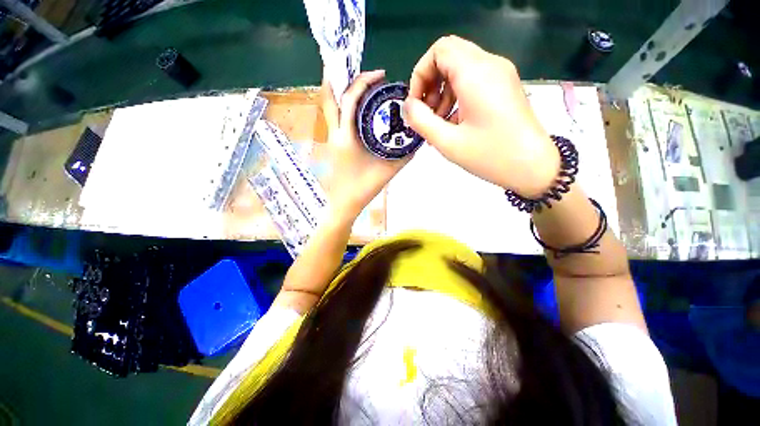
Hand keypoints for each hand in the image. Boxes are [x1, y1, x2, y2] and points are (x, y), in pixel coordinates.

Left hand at [321, 70, 411, 221]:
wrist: (345, 203)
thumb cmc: (364, 188)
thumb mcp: (389, 170)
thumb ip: (405, 154)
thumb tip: (417, 139)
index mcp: (347, 138)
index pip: (350, 100)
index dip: (363, 82)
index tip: (380, 76)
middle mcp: (335, 133)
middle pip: (331, 97)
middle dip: (345, 78)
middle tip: (364, 74)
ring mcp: (331, 138)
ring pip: (328, 106)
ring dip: (339, 89)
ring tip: (356, 81)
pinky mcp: (332, 143)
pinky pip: (333, 117)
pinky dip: (341, 104)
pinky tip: (354, 105)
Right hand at [404, 36, 559, 197]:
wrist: (533, 167)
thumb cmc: (490, 156)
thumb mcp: (447, 142)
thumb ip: (421, 120)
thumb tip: (408, 105)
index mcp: (476, 73)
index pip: (439, 50)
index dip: (420, 74)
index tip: (417, 104)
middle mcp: (491, 64)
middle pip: (449, 55)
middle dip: (430, 82)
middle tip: (427, 113)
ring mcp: (501, 74)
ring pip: (460, 67)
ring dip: (442, 91)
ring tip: (439, 123)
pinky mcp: (504, 86)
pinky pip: (473, 80)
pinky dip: (456, 96)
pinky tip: (454, 123)